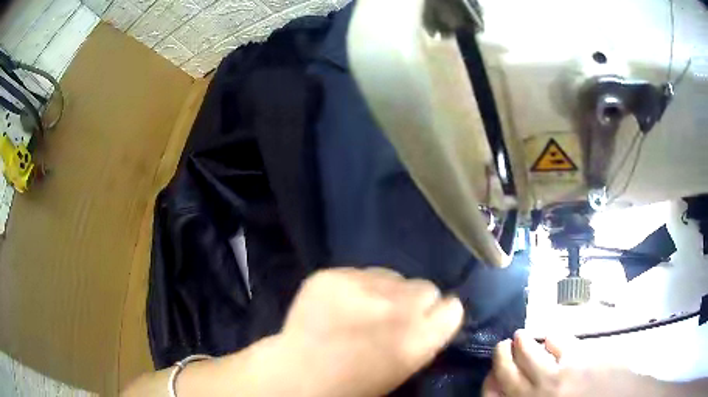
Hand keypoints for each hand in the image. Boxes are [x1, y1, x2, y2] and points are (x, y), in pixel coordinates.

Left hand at [278, 267, 463, 396]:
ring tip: (362, 307)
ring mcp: (363, 286)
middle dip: (413, 300)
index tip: (426, 318)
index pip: (452, 307)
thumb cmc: (355, 382)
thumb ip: (424, 336)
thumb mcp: (403, 367)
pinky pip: (359, 272)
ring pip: (393, 275)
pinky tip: (340, 302)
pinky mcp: (334, 274)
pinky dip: (355, 285)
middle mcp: (398, 307)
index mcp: (420, 337)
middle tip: (392, 314)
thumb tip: (434, 313)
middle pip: (425, 286)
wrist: (300, 373)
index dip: (439, 313)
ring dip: (385, 289)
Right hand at [483, 331, 661, 396]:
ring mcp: (559, 374)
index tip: (491, 374)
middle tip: (503, 345)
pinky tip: (551, 338)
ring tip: (521, 337)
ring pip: (531, 351)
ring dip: (523, 342)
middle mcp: (539, 391)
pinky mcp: (581, 357)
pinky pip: (559, 342)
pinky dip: (551, 338)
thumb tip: (509, 391)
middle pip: (508, 369)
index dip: (490, 381)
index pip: (496, 393)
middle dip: (501, 355)